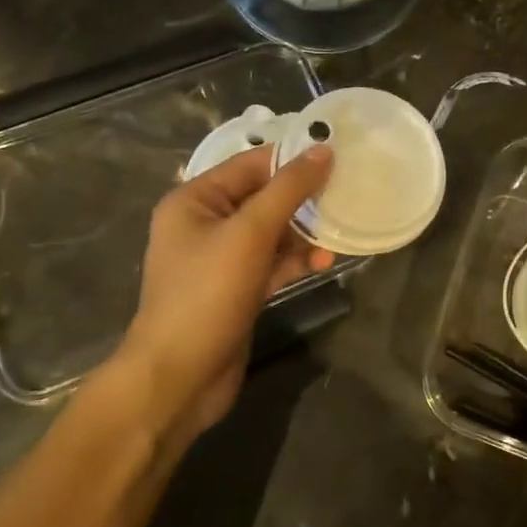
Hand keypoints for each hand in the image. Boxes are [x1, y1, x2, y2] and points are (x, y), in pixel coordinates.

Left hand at [115, 145, 333, 442]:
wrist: (179, 377)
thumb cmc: (208, 294)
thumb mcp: (250, 234)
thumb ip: (288, 189)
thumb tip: (323, 150)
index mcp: (194, 200)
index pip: (250, 164)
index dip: (292, 158)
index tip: (337, 155)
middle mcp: (204, 224)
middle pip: (262, 197)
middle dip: (302, 198)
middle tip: (347, 192)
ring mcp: (220, 259)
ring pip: (270, 232)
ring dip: (304, 232)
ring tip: (340, 232)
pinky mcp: (236, 289)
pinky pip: (271, 263)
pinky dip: (296, 260)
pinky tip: (325, 262)